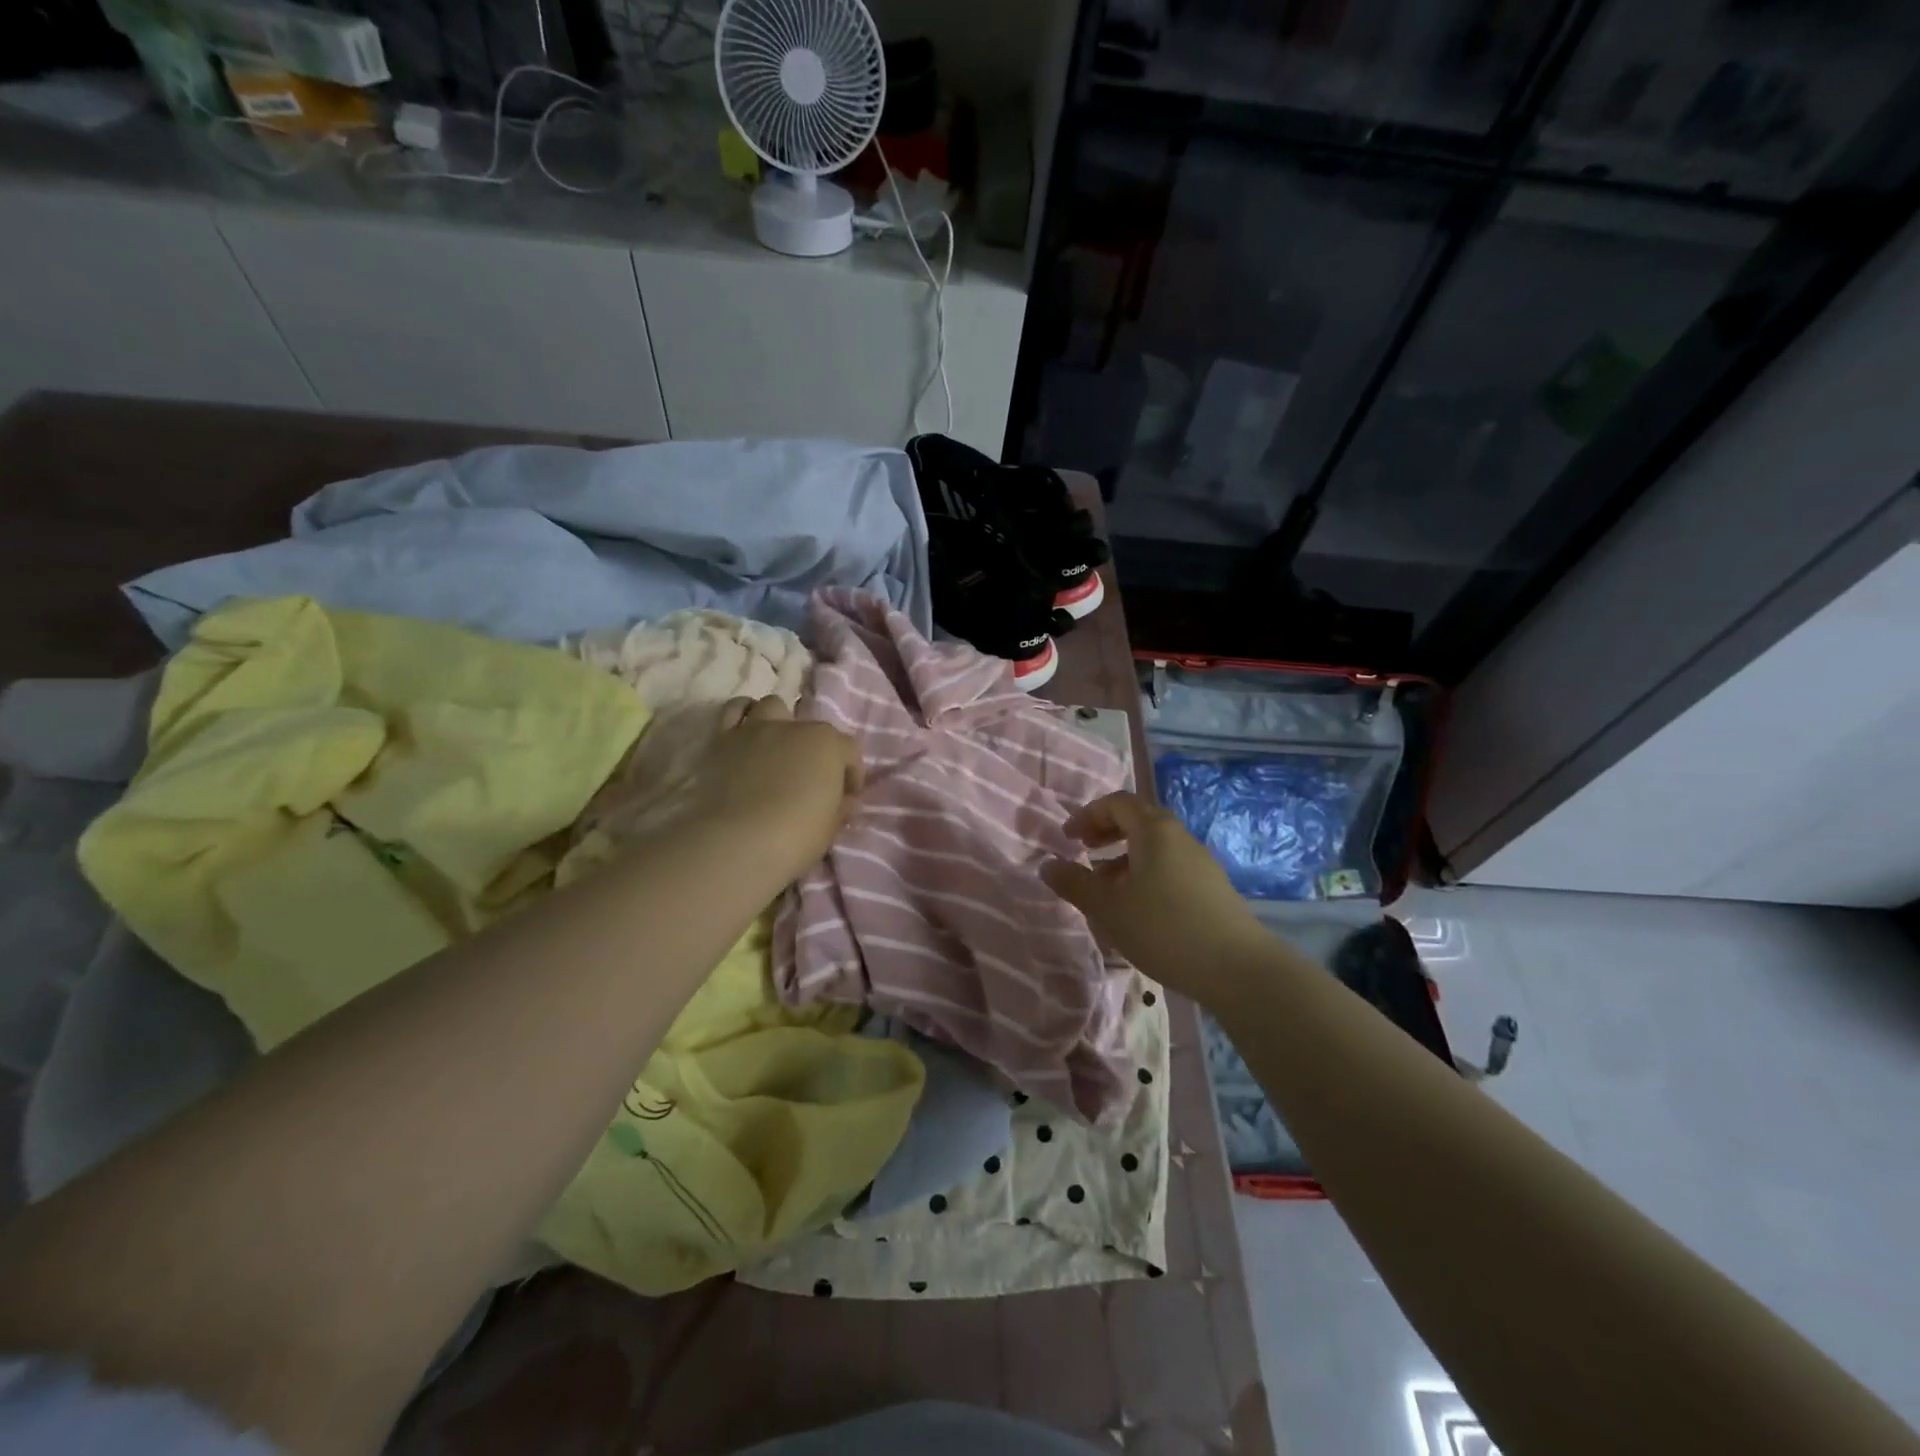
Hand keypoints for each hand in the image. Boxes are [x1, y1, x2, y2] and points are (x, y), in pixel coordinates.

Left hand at [589, 696, 861, 889]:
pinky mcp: (722, 740)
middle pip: (812, 728)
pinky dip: (742, 718)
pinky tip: (745, 738)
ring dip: (780, 723)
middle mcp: (794, 727)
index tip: (847, 797)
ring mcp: (756, 729)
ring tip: (777, 750)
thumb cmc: (796, 836)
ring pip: (772, 706)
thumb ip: (841, 805)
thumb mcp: (831, 826)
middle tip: (810, 778)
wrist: (737, 842)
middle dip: (816, 750)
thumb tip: (844, 799)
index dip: (851, 774)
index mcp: (828, 744)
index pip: (850, 750)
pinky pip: (733, 712)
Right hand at [1042, 791, 1271, 1003]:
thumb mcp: (1108, 908)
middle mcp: (1179, 836)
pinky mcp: (1210, 886)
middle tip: (1084, 851)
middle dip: (1106, 831)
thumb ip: (1074, 883)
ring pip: (1154, 845)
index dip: (1088, 815)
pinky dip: (1144, 871)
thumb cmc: (1163, 928)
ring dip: (1124, 856)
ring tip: (1106, 886)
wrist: (1237, 968)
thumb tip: (1047, 864)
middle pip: (1138, 819)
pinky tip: (1137, 907)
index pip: (1117, 803)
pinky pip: (1169, 865)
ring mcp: (1199, 861)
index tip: (1068, 838)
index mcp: (1154, 830)